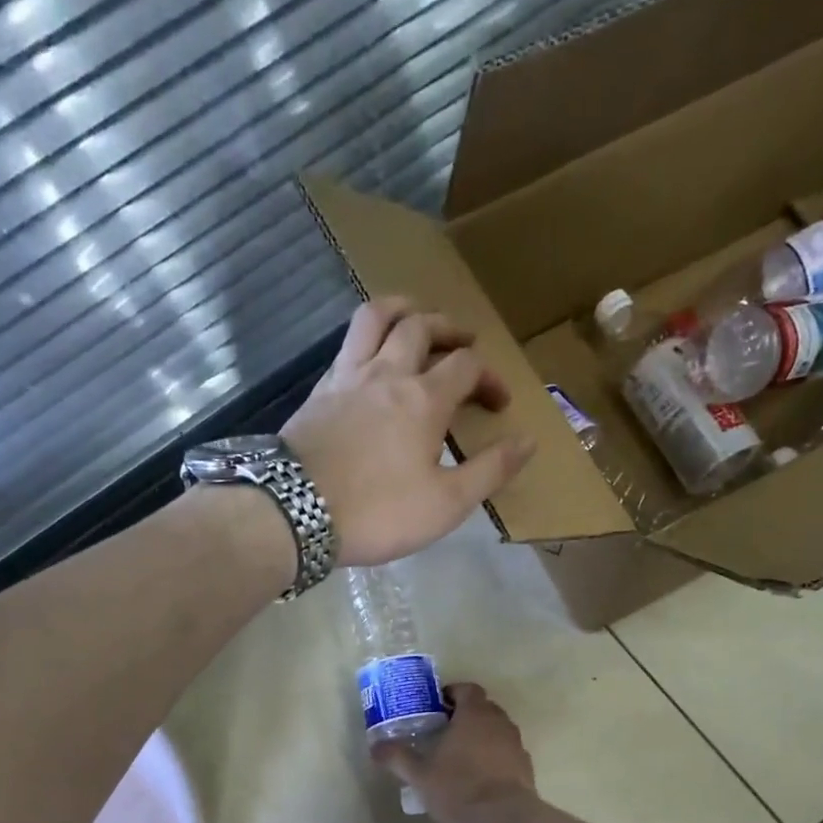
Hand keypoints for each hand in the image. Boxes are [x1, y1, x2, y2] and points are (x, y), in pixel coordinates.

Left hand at [282, 298, 537, 567]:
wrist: (295, 512)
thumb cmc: (378, 513)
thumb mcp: (445, 504)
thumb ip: (489, 471)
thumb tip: (527, 441)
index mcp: (424, 399)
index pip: (466, 366)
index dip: (489, 377)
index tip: (498, 404)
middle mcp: (387, 373)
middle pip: (422, 327)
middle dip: (450, 329)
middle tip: (464, 343)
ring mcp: (347, 377)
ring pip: (376, 318)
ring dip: (403, 309)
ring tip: (416, 317)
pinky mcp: (318, 391)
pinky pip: (346, 345)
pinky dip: (366, 338)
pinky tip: (369, 359)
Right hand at [372, 683, 537, 822]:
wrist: (505, 819)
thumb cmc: (459, 788)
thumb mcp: (420, 775)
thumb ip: (397, 757)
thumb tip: (375, 746)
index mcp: (474, 714)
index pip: (467, 689)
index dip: (451, 694)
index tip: (436, 708)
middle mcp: (499, 722)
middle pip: (482, 708)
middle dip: (464, 716)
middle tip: (443, 732)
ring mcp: (516, 744)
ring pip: (496, 730)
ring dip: (480, 737)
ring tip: (460, 757)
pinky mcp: (525, 766)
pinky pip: (506, 752)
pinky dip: (494, 757)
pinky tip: (479, 778)